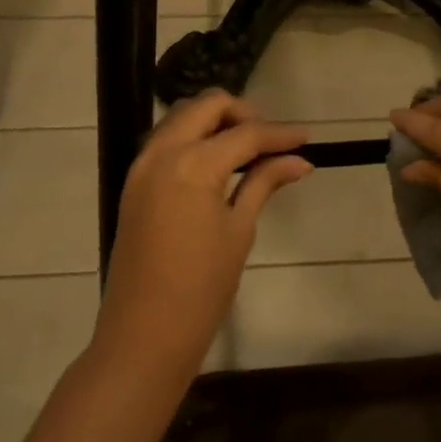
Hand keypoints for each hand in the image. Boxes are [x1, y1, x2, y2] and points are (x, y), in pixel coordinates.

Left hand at [94, 91, 311, 382]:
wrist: (144, 334)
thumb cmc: (201, 288)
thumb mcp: (239, 230)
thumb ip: (263, 183)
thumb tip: (299, 161)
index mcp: (192, 164)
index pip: (245, 134)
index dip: (279, 134)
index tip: (306, 137)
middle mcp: (162, 152)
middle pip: (207, 106)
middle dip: (243, 113)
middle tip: (271, 139)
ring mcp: (142, 166)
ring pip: (181, 117)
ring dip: (215, 122)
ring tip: (247, 149)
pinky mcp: (133, 183)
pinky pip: (166, 140)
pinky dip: (193, 138)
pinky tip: (217, 162)